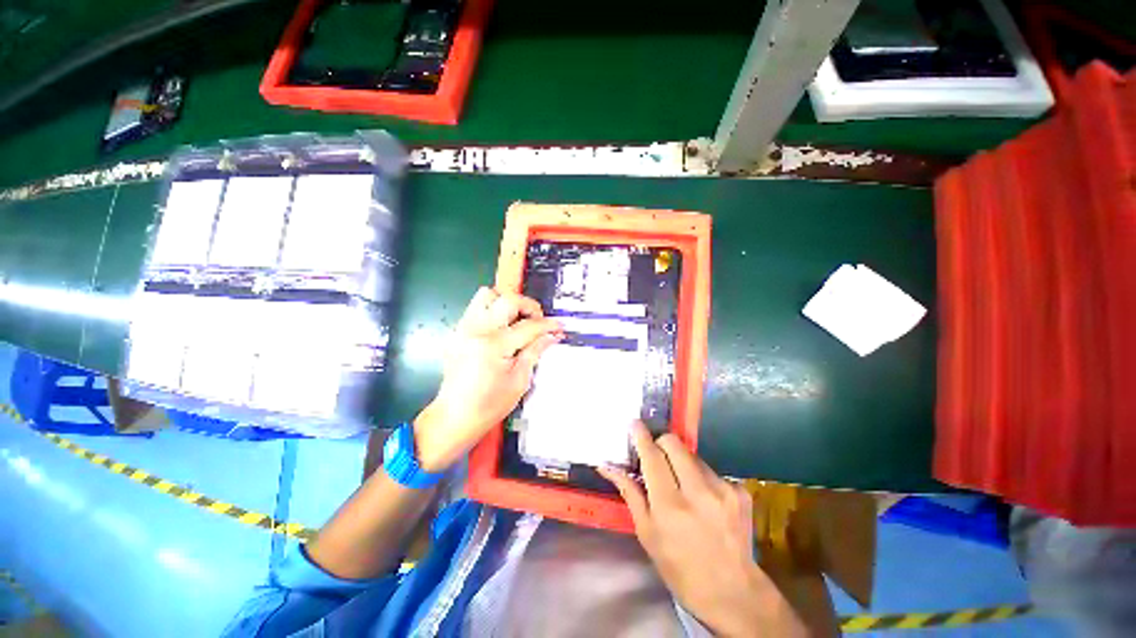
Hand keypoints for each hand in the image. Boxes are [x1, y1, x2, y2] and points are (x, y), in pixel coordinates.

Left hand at [413, 287, 562, 471]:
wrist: (454, 417)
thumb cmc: (489, 405)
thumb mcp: (520, 381)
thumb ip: (535, 351)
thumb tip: (553, 335)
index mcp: (493, 345)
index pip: (528, 326)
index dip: (548, 325)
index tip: (560, 327)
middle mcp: (476, 330)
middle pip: (507, 299)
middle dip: (529, 306)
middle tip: (537, 321)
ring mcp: (464, 328)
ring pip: (487, 295)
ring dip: (507, 302)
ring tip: (517, 320)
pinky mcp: (458, 331)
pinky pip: (476, 307)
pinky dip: (493, 310)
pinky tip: (502, 329)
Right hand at [599, 423, 806, 637]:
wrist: (733, 593)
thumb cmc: (680, 567)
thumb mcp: (647, 534)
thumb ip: (630, 493)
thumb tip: (607, 466)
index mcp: (670, 506)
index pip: (652, 456)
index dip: (641, 436)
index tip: (635, 423)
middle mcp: (698, 492)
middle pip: (674, 443)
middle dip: (661, 443)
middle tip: (656, 456)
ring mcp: (724, 490)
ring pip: (693, 455)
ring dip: (682, 463)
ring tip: (683, 486)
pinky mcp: (740, 491)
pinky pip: (712, 471)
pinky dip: (702, 478)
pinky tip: (706, 501)